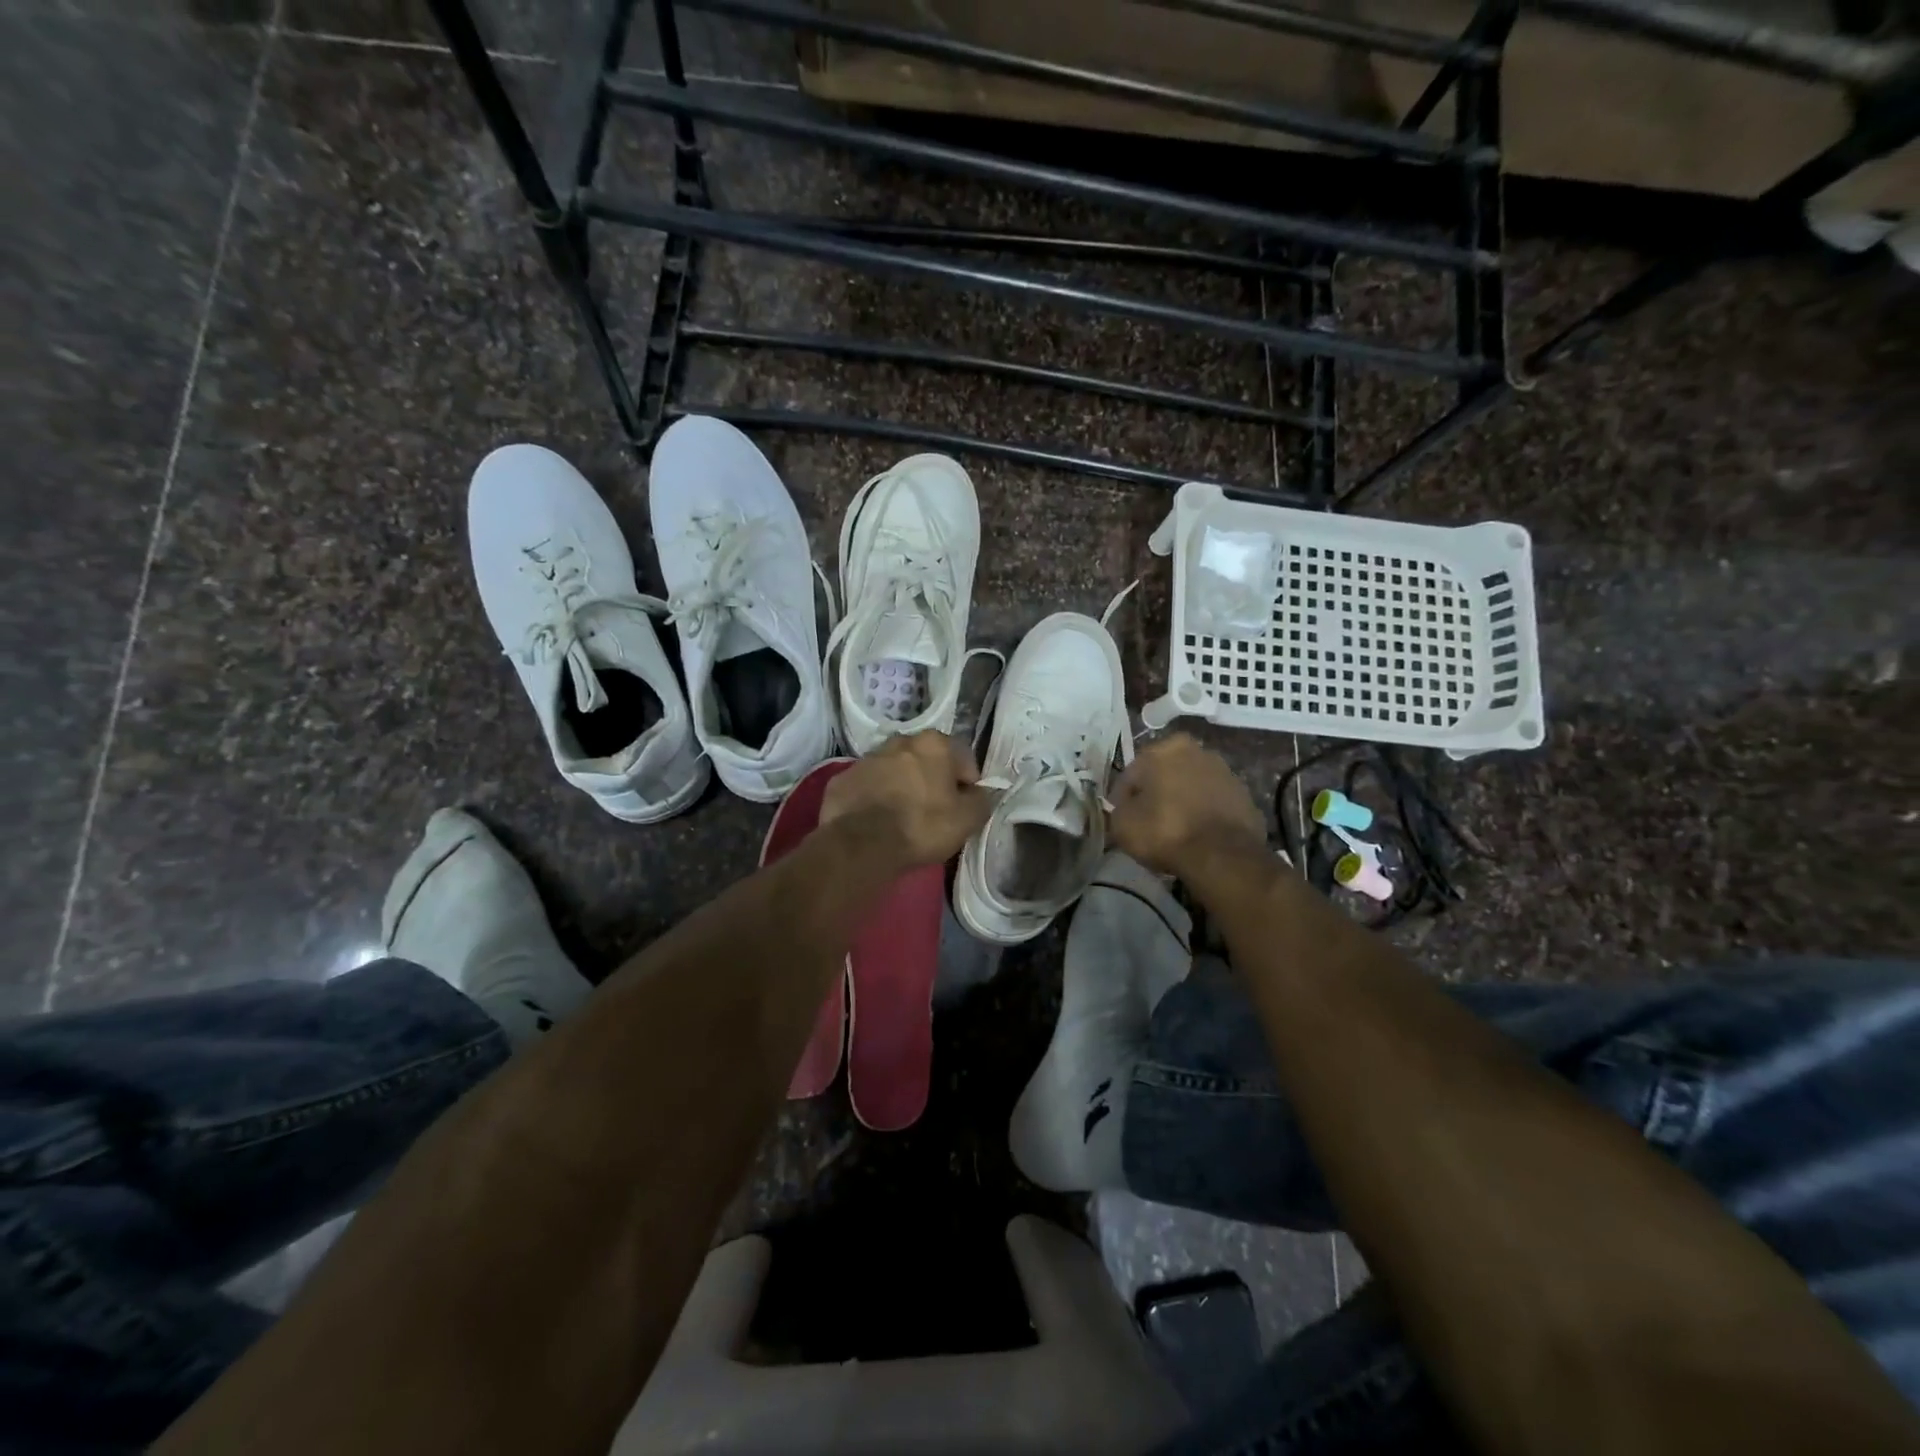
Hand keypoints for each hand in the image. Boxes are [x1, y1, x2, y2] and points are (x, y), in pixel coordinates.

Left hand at [821, 731, 991, 867]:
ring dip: (901, 785)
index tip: (963, 808)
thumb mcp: (968, 819)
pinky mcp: (842, 778)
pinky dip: (874, 797)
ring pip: (894, 770)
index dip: (967, 784)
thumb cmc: (922, 826)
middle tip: (933, 811)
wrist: (861, 844)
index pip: (963, 759)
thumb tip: (979, 793)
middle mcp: (900, 741)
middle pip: (926, 760)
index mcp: (934, 744)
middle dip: (932, 780)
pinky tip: (876, 821)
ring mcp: (867, 758)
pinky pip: (868, 785)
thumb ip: (981, 800)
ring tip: (902, 817)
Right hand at [1109, 733, 1267, 876]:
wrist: (1222, 856)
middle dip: (1156, 794)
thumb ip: (1118, 809)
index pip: (1132, 774)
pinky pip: (1212, 803)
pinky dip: (1203, 814)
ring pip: (1191, 787)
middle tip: (1147, 822)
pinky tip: (1196, 836)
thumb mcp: (1122, 823)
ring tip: (1174, 831)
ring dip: (1181, 802)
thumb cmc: (1164, 831)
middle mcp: (1197, 751)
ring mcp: (1225, 772)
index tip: (1121, 819)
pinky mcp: (1245, 796)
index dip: (1123, 799)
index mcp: (1165, 749)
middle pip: (1165, 775)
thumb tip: (1126, 809)